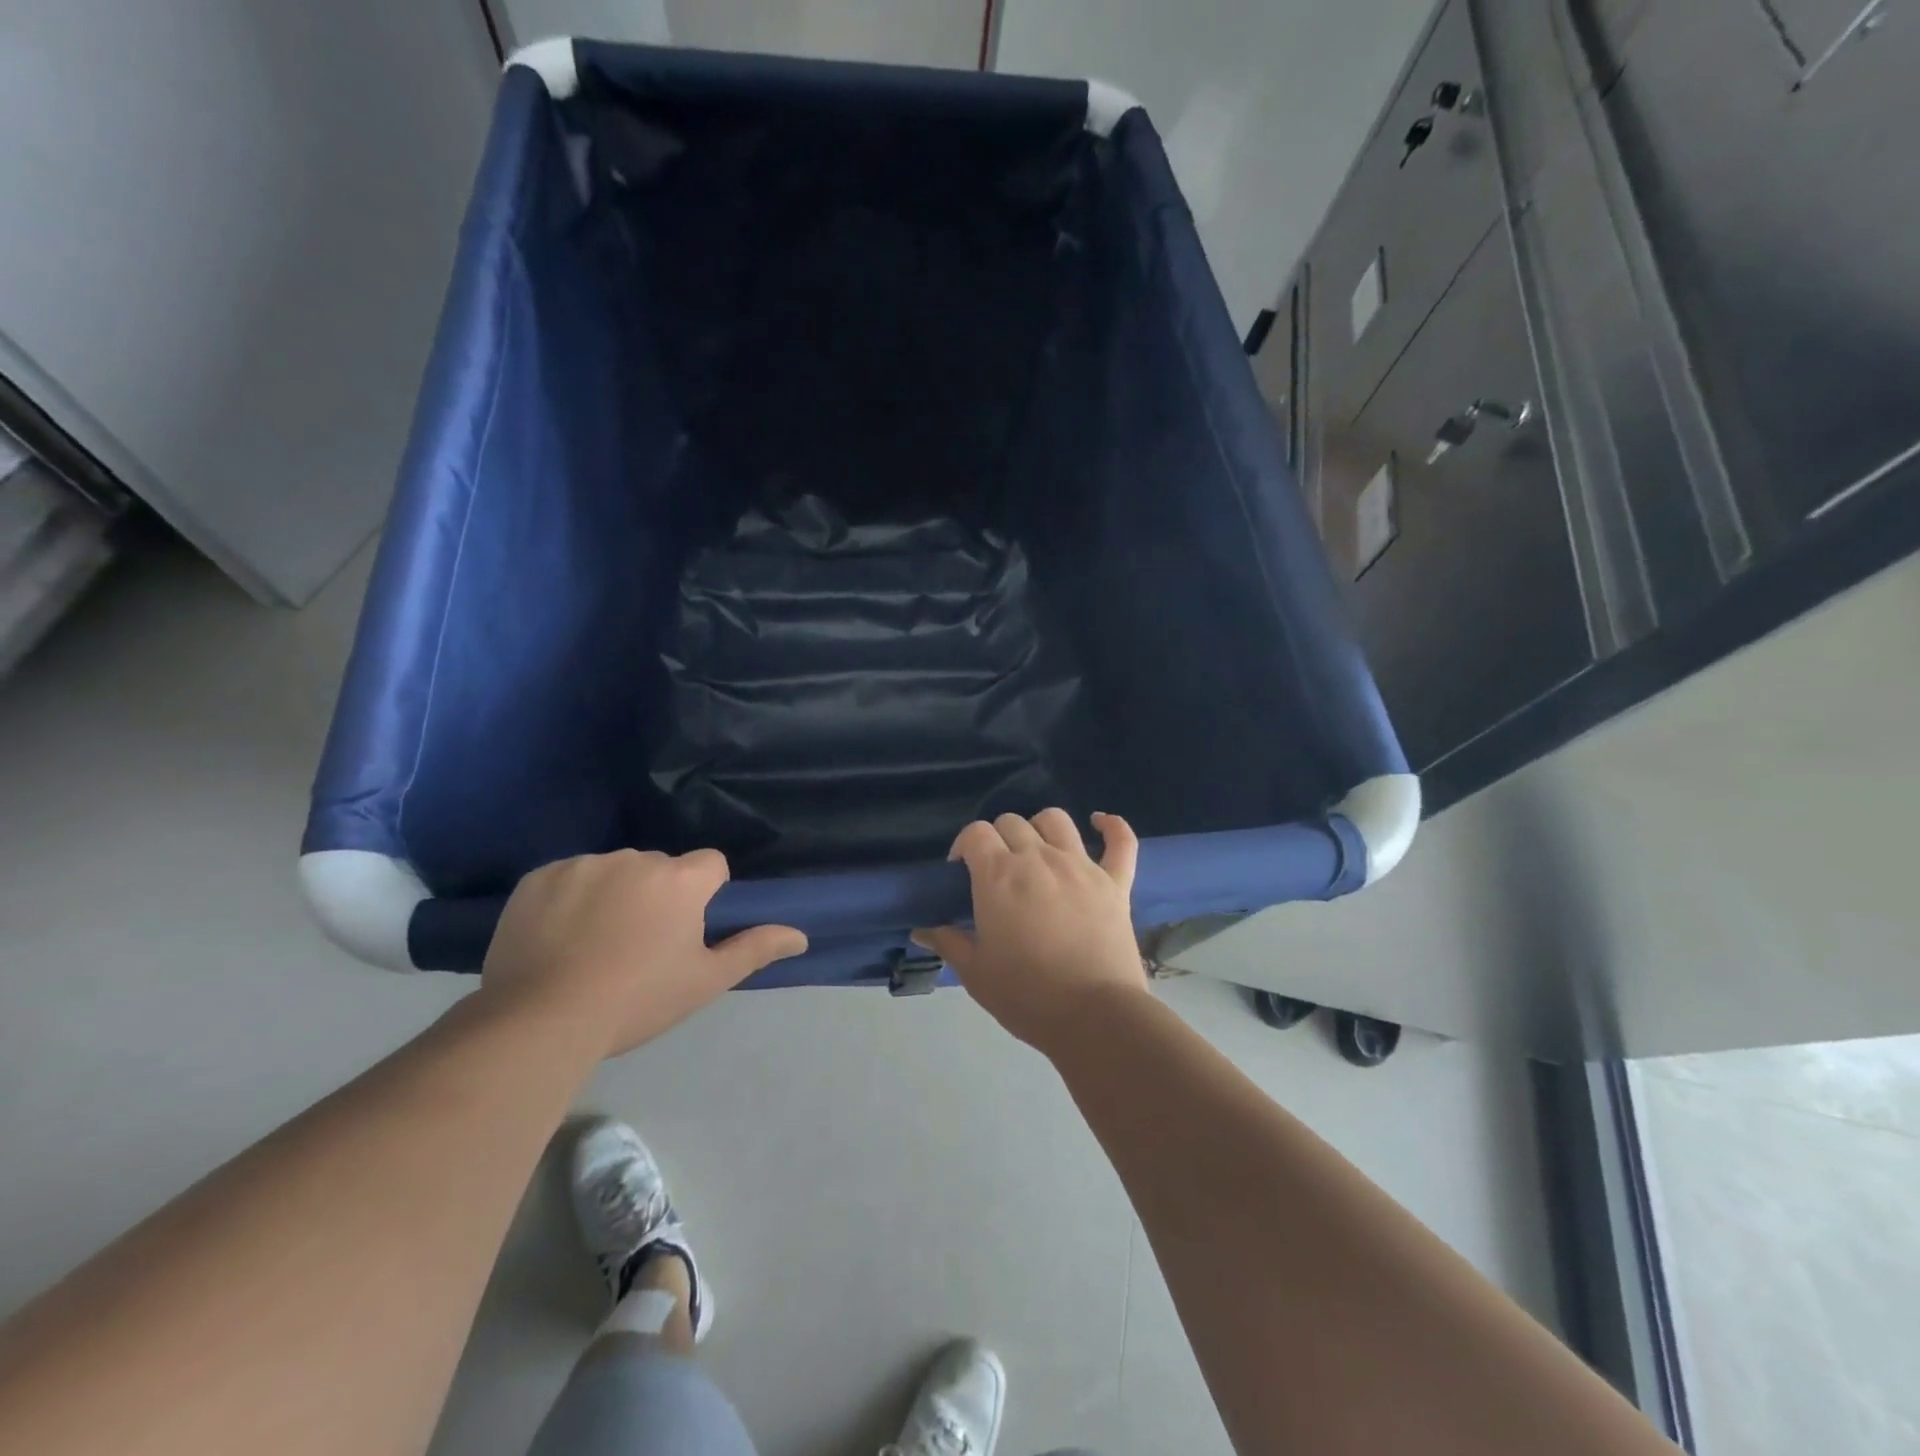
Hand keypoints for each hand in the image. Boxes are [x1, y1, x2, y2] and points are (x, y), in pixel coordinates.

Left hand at [483, 849, 806, 1056]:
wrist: (541, 1021)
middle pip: (660, 867)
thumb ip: (754, 949)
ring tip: (592, 944)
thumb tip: (801, 936)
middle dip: (657, 894)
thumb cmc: (637, 1000)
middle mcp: (636, 859)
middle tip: (638, 945)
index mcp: (680, 879)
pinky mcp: (539, 876)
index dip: (705, 894)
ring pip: (613, 870)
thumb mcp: (704, 981)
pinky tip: (558, 937)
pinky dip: (569, 898)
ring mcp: (583, 864)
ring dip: (613, 893)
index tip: (685, 929)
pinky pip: (568, 877)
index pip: (711, 865)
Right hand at [913, 810, 1145, 1053]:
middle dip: (997, 839)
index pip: (975, 832)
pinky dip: (1112, 826)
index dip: (964, 845)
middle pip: (1012, 822)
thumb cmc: (1026, 995)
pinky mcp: (1115, 882)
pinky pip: (1121, 841)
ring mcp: (1081, 866)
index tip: (961, 871)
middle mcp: (1039, 858)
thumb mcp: (975, 973)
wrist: (1094, 1017)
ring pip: (1056, 821)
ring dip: (1040, 828)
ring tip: (1036, 850)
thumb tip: (921, 930)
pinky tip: (1099, 823)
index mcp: (999, 875)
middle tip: (996, 871)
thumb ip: (948, 942)